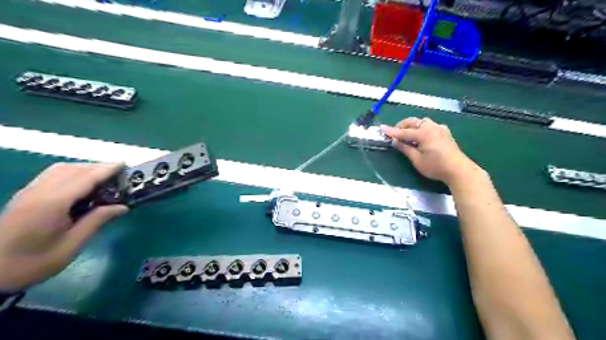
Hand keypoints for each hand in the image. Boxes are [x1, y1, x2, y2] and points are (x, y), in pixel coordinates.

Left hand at [0, 162, 126, 291]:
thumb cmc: (32, 263)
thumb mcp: (71, 246)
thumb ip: (97, 221)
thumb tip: (122, 207)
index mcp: (52, 204)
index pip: (85, 179)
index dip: (106, 170)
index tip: (125, 164)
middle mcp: (39, 192)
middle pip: (72, 170)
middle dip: (98, 168)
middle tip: (119, 175)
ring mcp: (28, 193)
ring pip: (60, 170)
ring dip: (84, 169)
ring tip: (103, 178)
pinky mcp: (24, 197)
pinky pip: (51, 175)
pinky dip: (71, 173)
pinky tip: (81, 184)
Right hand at [377, 117, 482, 185]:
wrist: (458, 170)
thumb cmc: (436, 166)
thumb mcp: (417, 160)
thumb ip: (405, 149)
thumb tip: (395, 141)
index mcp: (424, 133)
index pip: (403, 132)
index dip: (391, 131)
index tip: (381, 128)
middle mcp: (431, 127)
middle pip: (413, 122)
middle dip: (402, 126)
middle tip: (394, 134)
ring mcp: (439, 128)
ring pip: (422, 122)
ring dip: (412, 126)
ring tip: (406, 135)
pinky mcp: (444, 132)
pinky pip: (429, 125)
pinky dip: (421, 128)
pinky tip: (421, 136)